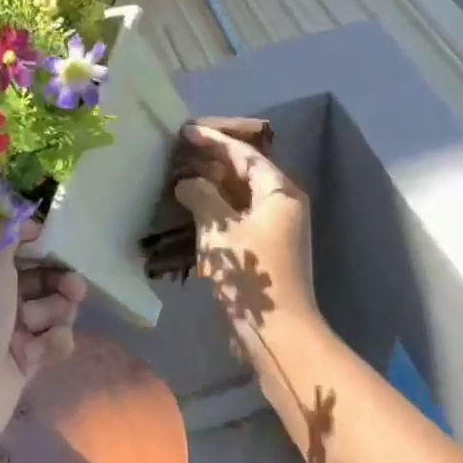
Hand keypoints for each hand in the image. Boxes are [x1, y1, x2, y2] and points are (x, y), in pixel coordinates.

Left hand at [0, 219, 86, 457]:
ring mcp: (11, 331)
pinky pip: (54, 341)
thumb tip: (26, 220)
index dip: (38, 242)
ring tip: (47, 322)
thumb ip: (6, 231)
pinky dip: (54, 342)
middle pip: (41, 278)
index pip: (15, 248)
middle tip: (75, 285)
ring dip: (57, 311)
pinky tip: (43, 350)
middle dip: (60, 278)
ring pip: (53, 309)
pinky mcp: (27, 361)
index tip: (59, 239)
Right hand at [173, 124, 313, 342]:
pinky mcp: (266, 248)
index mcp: (279, 192)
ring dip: (213, 185)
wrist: (278, 332)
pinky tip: (193, 208)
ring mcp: (276, 227)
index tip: (186, 131)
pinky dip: (217, 208)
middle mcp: (282, 204)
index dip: (214, 140)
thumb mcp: (219, 230)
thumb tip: (187, 183)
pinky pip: (239, 215)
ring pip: (241, 195)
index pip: (245, 154)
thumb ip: (201, 197)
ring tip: (181, 175)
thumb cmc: (250, 275)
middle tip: (179, 151)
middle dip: (213, 160)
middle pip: (245, 172)